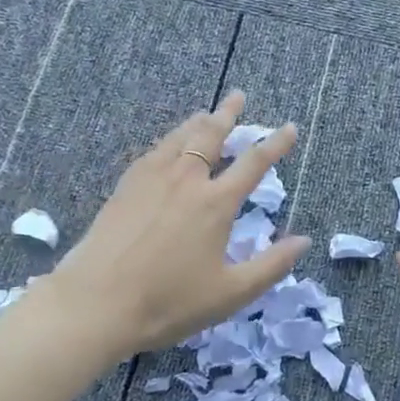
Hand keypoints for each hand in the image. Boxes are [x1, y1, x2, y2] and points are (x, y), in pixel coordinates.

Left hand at [23, 92, 309, 359]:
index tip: (288, 127)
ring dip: (197, 122)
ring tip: (206, 113)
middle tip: (238, 96)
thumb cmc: (169, 302)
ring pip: (179, 138)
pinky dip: (170, 139)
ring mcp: (151, 179)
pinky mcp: (125, 187)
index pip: (253, 163)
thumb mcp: (231, 292)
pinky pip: (154, 151)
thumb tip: (303, 241)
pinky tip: (167, 146)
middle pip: (211, 135)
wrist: (96, 304)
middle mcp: (185, 180)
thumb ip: (271, 265)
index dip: (275, 143)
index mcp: (216, 203)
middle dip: (228, 114)